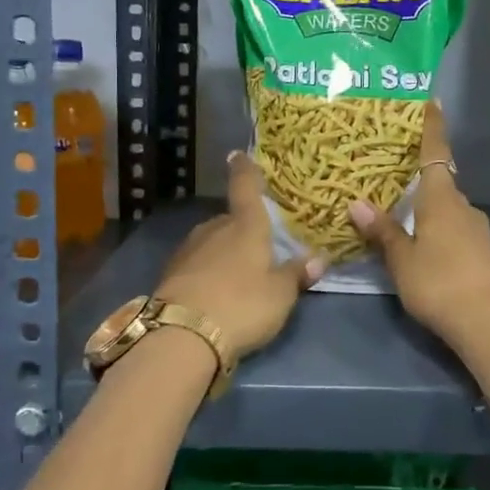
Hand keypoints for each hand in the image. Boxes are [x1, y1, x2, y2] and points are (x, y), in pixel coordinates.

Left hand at [155, 151, 324, 359]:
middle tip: (257, 246)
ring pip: (211, 241)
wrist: (182, 335)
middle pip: (230, 220)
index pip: (246, 188)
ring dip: (223, 251)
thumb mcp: (280, 295)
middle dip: (242, 228)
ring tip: (237, 273)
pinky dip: (206, 271)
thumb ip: (297, 275)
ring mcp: (188, 249)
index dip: (244, 170)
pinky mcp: (171, 273)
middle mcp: (215, 229)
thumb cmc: (242, 305)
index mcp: (246, 226)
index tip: (237, 155)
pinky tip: (214, 290)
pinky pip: (196, 263)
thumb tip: (318, 259)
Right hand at [347, 104, 489, 352]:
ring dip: (427, 207)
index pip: (436, 153)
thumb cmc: (441, 282)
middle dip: (419, 176)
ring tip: (400, 213)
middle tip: (391, 173)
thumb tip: (357, 203)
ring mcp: (477, 230)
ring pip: (447, 208)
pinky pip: (454, 229)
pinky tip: (423, 245)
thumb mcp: (403, 259)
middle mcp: (463, 206)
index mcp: (442, 198)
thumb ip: (383, 231)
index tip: (431, 101)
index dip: (432, 127)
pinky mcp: (483, 252)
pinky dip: (437, 228)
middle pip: (440, 182)